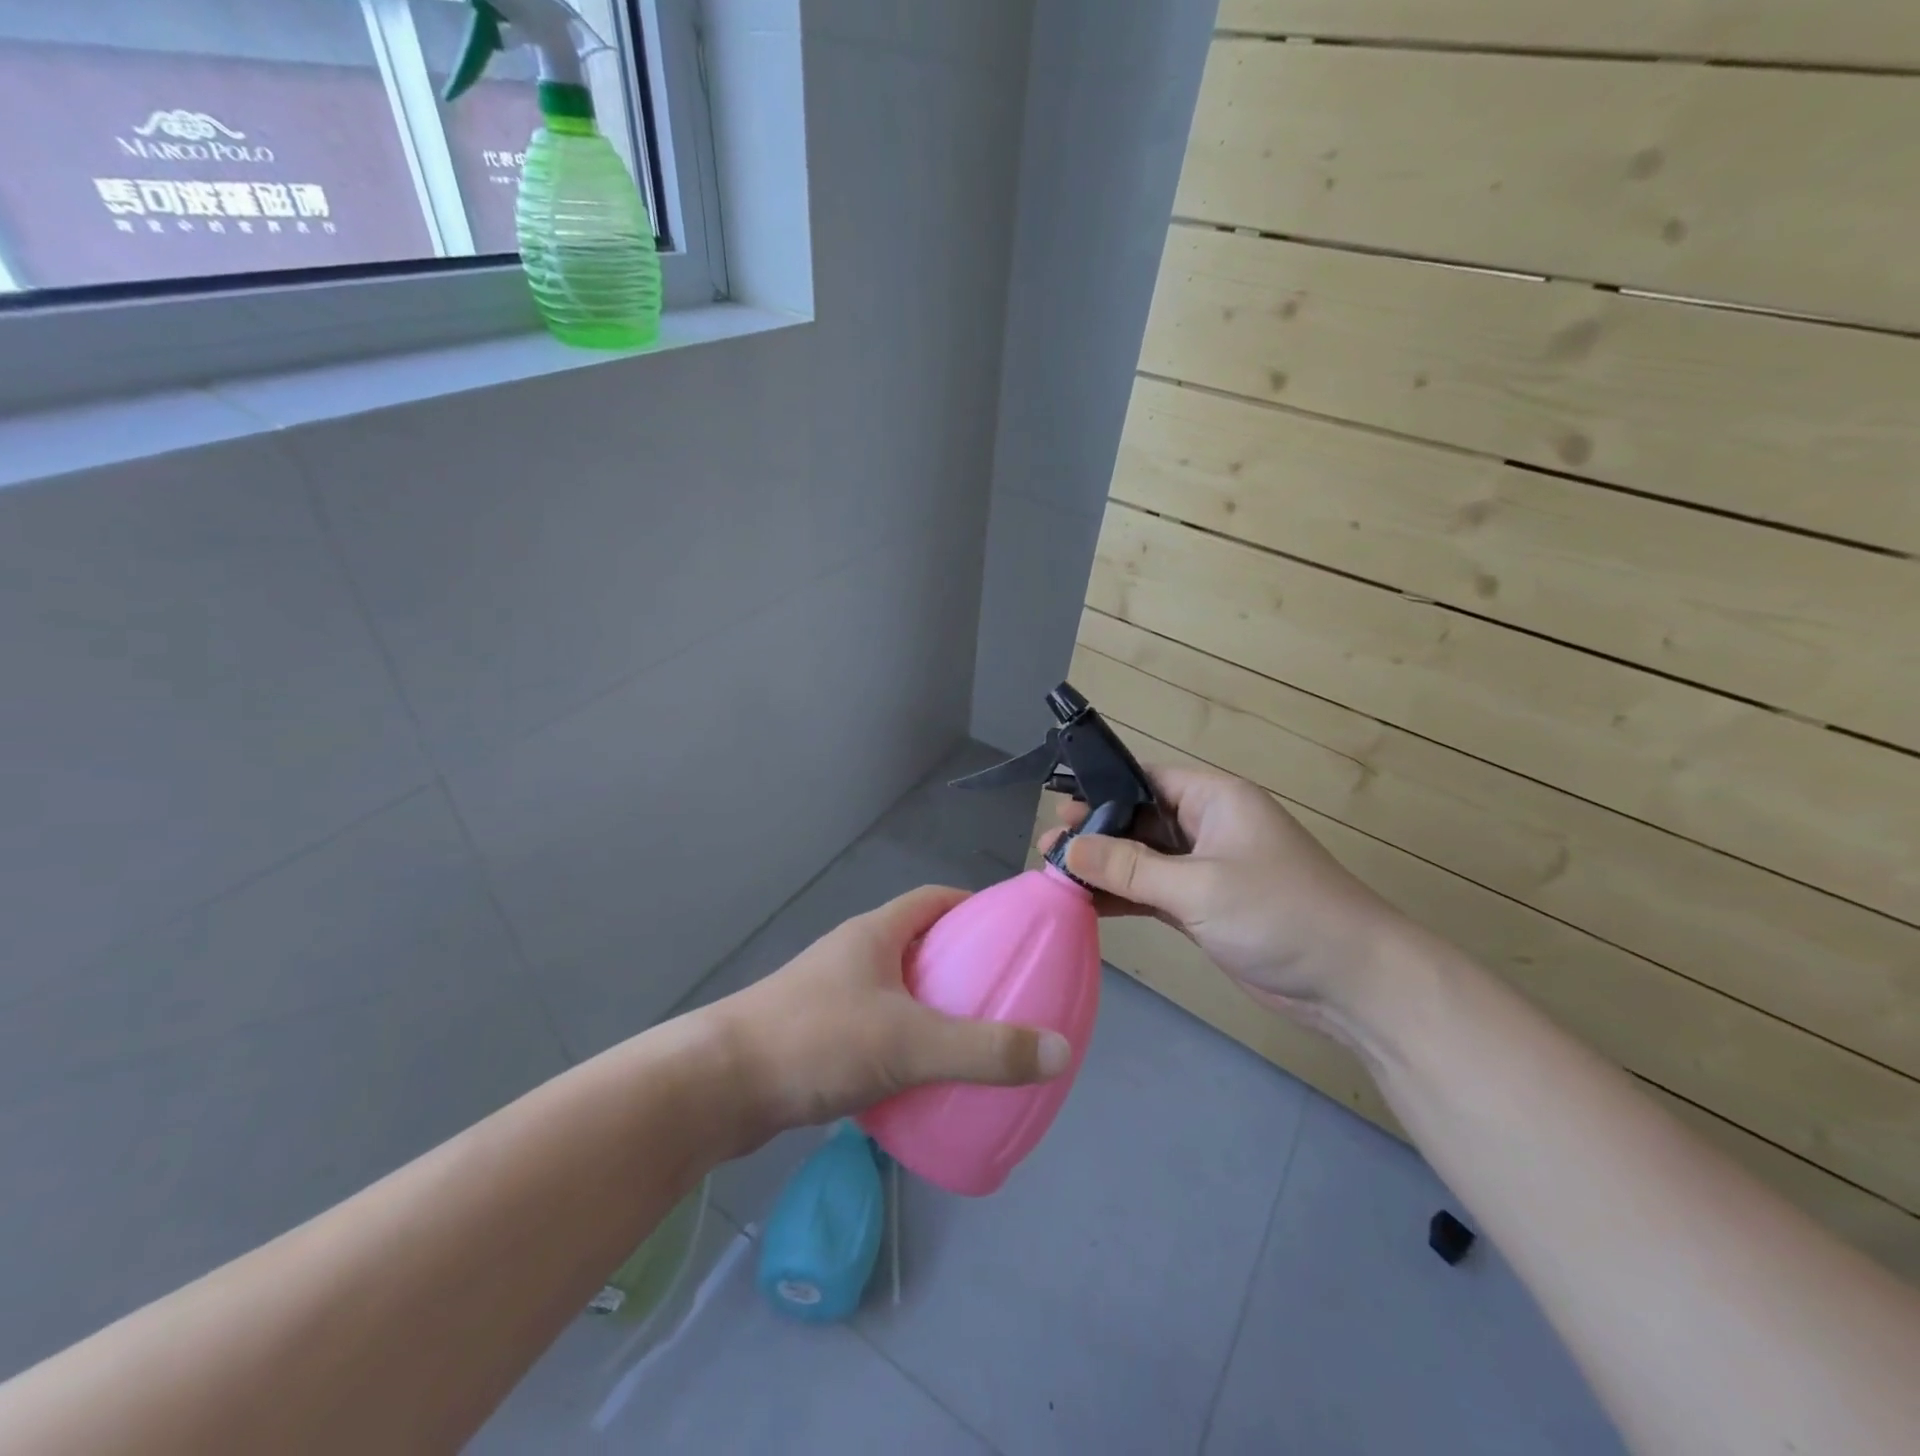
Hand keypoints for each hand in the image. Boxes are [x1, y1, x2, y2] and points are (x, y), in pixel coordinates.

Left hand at [708, 886, 1072, 1139]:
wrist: (717, 1088)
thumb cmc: (817, 1041)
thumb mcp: (910, 1043)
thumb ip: (984, 1049)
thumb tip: (1058, 1050)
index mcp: (875, 934)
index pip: (934, 900)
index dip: (974, 908)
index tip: (1010, 933)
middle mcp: (852, 954)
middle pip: (918, 944)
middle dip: (959, 963)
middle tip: (1001, 993)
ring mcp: (829, 994)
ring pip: (895, 989)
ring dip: (930, 1006)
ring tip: (969, 1038)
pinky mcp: (815, 1035)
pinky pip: (874, 1027)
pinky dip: (903, 1042)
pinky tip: (919, 1079)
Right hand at [1042, 766, 1415, 1041]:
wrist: (1352, 982)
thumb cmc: (1280, 914)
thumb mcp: (1199, 886)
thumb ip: (1130, 868)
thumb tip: (1069, 848)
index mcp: (1215, 800)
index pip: (1147, 779)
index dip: (1102, 790)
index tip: (1058, 811)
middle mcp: (1207, 827)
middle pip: (1139, 821)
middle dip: (1095, 834)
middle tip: (1047, 850)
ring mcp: (1206, 870)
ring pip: (1142, 860)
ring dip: (1104, 869)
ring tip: (1053, 876)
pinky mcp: (1204, 908)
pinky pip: (1152, 893)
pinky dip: (1122, 898)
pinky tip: (1085, 905)